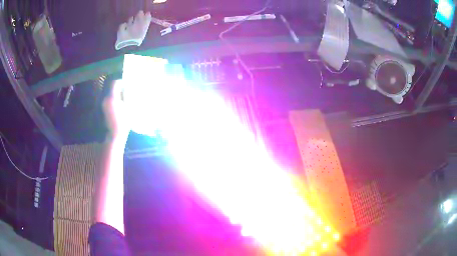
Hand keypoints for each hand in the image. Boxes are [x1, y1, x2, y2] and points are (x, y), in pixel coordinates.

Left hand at [102, 80, 129, 142]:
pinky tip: (119, 106)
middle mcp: (105, 99)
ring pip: (110, 94)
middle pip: (112, 88)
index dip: (121, 82)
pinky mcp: (103, 110)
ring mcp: (103, 105)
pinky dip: (114, 100)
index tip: (127, 84)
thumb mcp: (129, 107)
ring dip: (116, 94)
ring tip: (124, 99)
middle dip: (119, 88)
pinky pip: (109, 100)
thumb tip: (128, 88)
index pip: (115, 83)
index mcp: (111, 97)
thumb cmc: (123, 122)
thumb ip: (127, 96)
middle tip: (127, 91)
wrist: (115, 136)